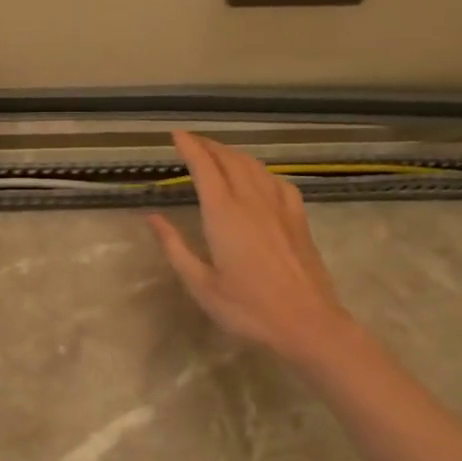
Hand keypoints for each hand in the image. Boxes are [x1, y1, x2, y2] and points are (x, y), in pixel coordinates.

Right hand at [148, 131, 360, 365]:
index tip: (176, 134)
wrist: (309, 325)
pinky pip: (277, 182)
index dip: (190, 147)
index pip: (204, 168)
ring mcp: (280, 208)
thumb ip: (175, 247)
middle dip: (210, 145)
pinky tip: (259, 178)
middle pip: (230, 160)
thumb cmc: (248, 308)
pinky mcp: (299, 220)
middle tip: (192, 141)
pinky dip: (261, 171)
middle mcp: (252, 202)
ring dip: (233, 154)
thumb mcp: (200, 284)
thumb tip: (152, 217)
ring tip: (218, 153)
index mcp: (224, 215)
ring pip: (255, 167)